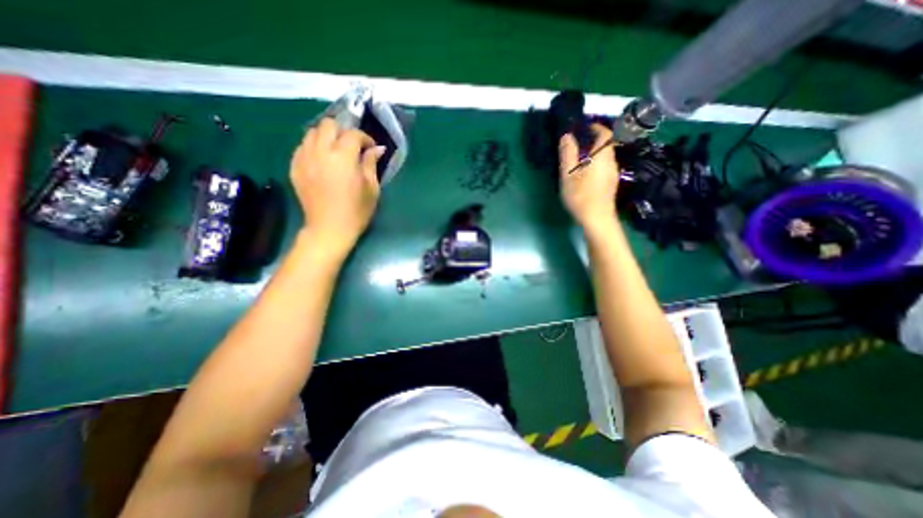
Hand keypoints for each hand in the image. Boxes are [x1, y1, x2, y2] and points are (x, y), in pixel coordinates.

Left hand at [292, 119, 385, 259]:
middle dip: (343, 131)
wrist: (329, 229)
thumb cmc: (356, 211)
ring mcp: (304, 159)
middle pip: (328, 125)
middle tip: (352, 146)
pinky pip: (302, 147)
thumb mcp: (371, 189)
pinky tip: (322, 161)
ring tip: (336, 151)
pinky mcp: (294, 168)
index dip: (365, 138)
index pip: (352, 134)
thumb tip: (377, 149)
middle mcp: (320, 152)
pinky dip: (314, 148)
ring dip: (326, 137)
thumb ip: (371, 164)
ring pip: (311, 133)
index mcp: (343, 158)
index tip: (371, 148)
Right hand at [555, 122, 618, 228]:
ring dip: (593, 154)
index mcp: (602, 156)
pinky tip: (584, 175)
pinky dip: (595, 164)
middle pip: (606, 145)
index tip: (582, 129)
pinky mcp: (611, 184)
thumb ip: (568, 154)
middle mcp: (611, 162)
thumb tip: (566, 136)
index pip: (605, 133)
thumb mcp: (568, 175)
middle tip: (575, 145)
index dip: (595, 127)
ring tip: (577, 160)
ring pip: (605, 157)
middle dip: (592, 141)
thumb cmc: (581, 196)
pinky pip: (604, 167)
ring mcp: (613, 174)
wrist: (597, 220)